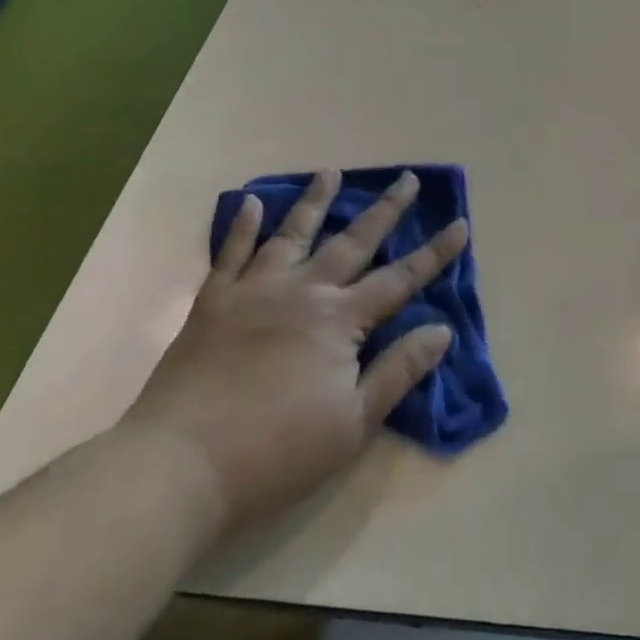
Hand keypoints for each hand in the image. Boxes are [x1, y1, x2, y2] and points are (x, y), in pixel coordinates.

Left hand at [123, 170, 466, 531]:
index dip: (434, 254)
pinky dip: (242, 227)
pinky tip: (252, 203)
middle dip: (386, 210)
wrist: (178, 468)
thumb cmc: (276, 452)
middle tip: (407, 179)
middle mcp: (303, 292)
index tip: (461, 224)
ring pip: (292, 234)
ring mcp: (254, 292)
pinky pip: (230, 255)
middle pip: (354, 242)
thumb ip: (399, 370)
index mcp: (340, 320)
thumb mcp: (354, 422)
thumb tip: (442, 330)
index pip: (400, 279)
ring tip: (330, 171)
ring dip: (315, 201)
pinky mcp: (213, 304)